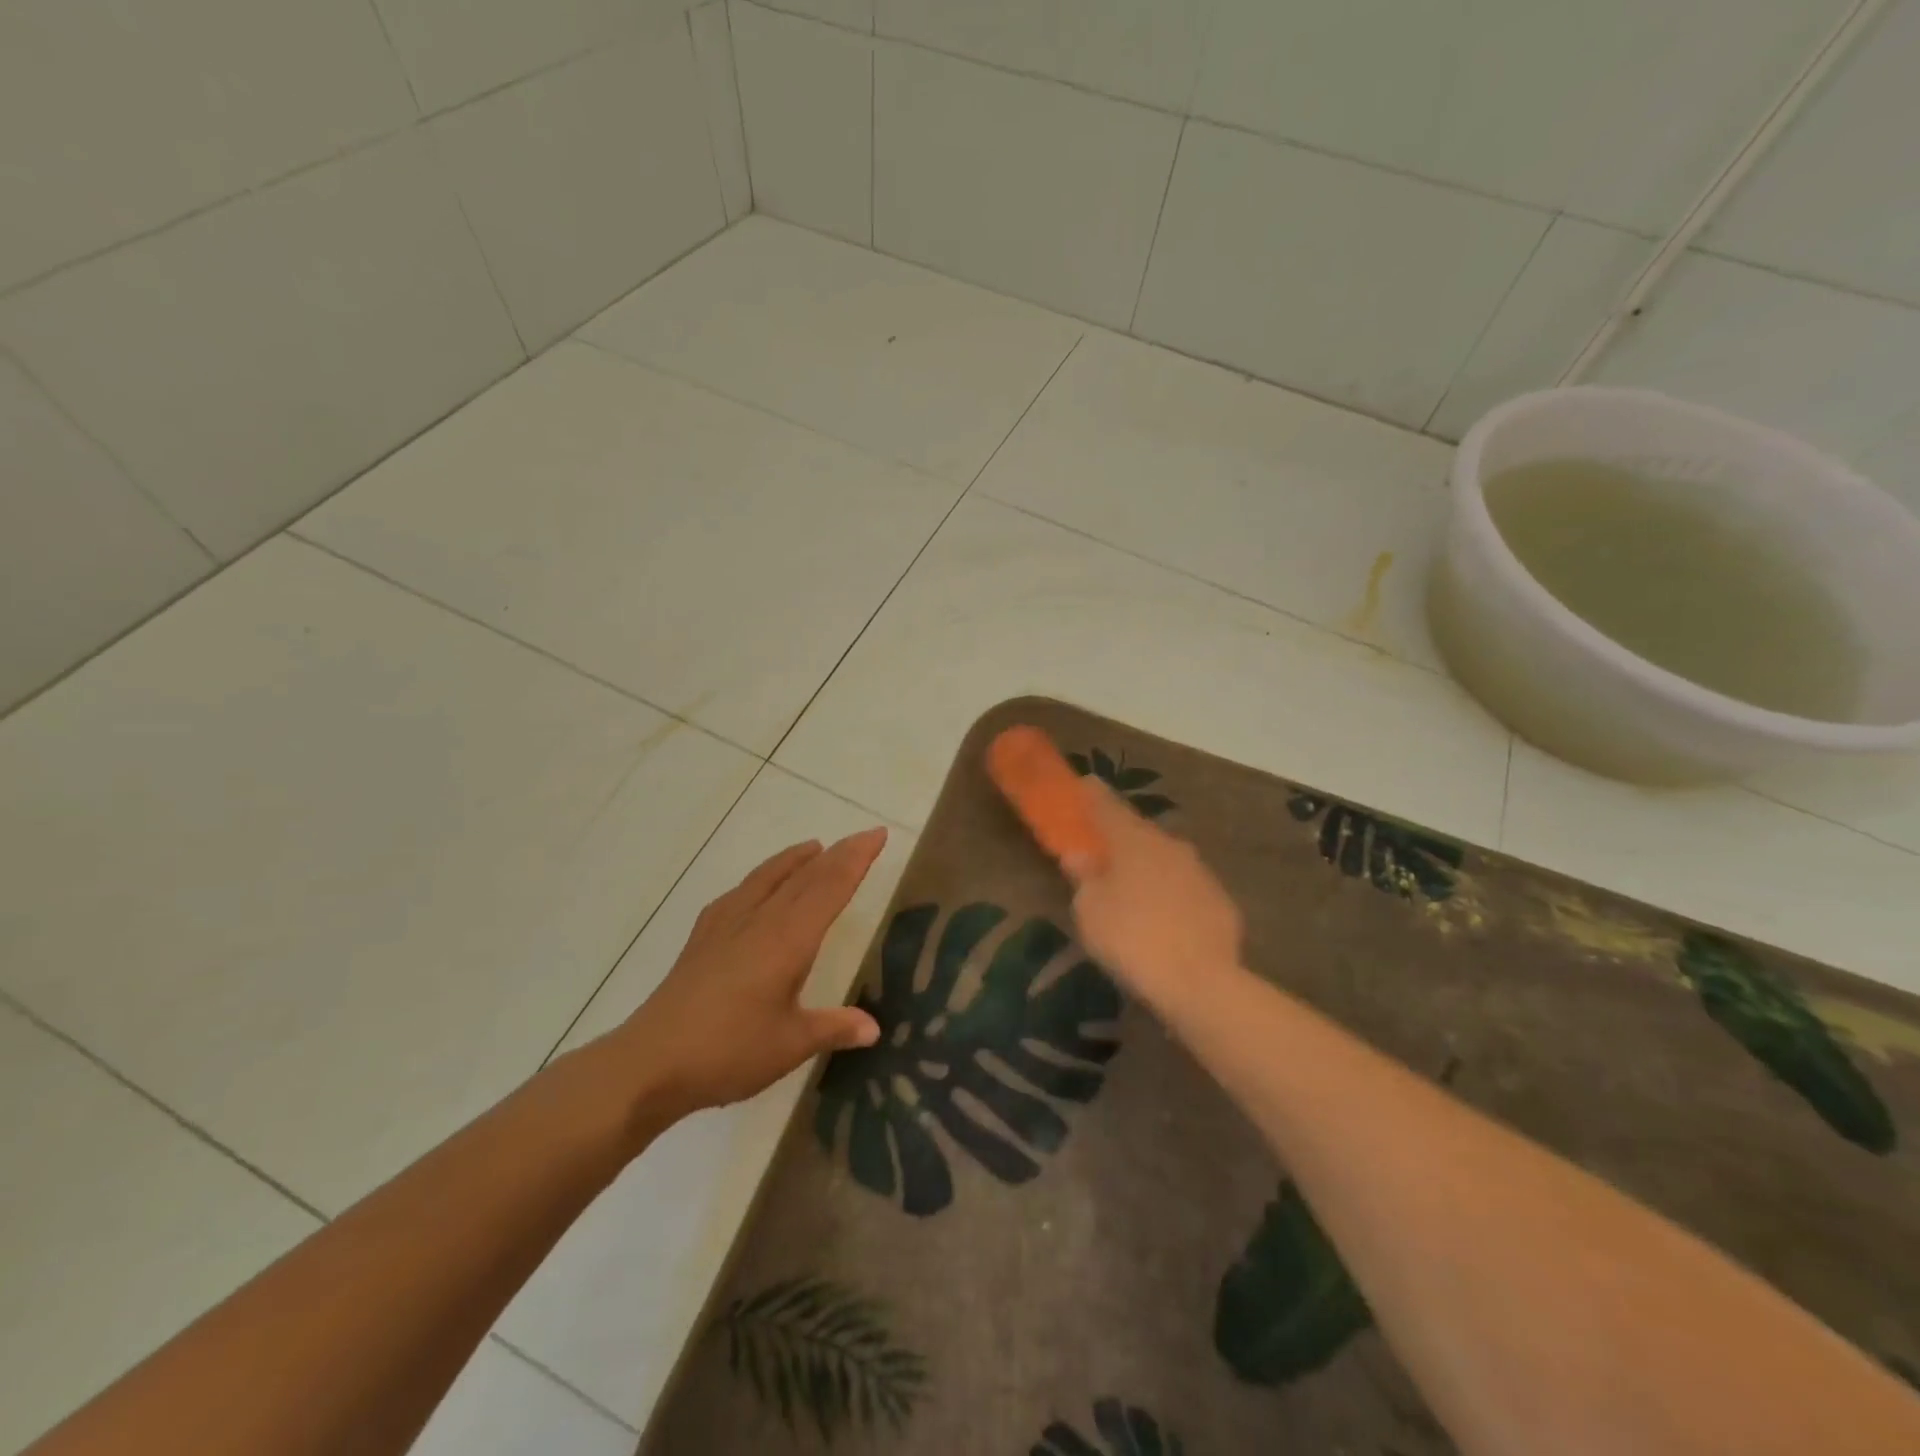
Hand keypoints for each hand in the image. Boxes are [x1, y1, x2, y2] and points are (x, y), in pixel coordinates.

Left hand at [612, 828, 887, 1122]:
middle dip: (837, 853)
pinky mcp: (702, 938)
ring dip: (795, 859)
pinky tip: (755, 888)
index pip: (830, 888)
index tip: (878, 834)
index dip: (856, 860)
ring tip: (814, 847)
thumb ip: (834, 1028)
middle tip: (862, 836)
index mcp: (788, 939)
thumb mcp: (790, 1045)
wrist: (649, 1063)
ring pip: (768, 877)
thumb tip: (873, 1028)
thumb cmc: (728, 1052)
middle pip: (805, 876)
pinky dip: (759, 879)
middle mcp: (760, 921)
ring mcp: (726, 925)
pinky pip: (738, 893)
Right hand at [1066, 782, 1241, 1010]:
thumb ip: (1084, 877)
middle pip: (1139, 832)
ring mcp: (1200, 871)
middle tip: (1104, 848)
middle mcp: (1170, 845)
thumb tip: (1080, 855)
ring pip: (1166, 859)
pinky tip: (1164, 916)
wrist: (1201, 982)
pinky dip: (1171, 893)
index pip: (1107, 806)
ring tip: (1132, 887)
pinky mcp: (1221, 900)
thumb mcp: (1090, 910)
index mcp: (1133, 840)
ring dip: (1148, 866)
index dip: (1092, 795)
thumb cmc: (1131, 938)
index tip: (1085, 783)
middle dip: (1121, 836)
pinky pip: (1186, 887)